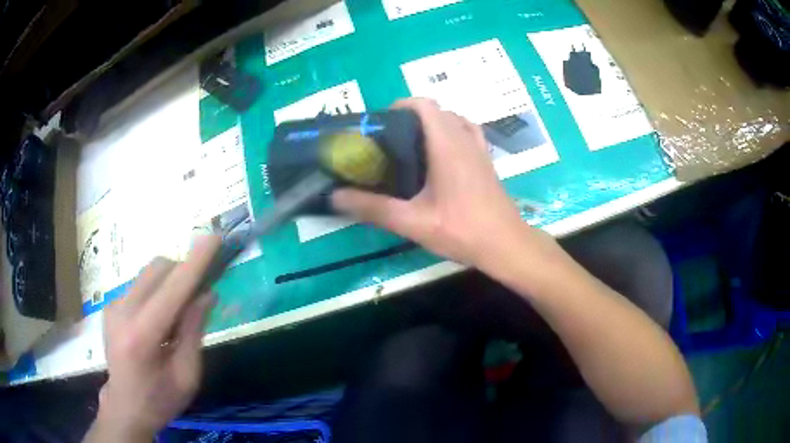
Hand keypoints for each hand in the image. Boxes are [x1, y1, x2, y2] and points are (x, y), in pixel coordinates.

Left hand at [86, 237, 219, 441]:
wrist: (125, 407)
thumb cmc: (160, 400)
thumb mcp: (187, 376)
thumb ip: (194, 332)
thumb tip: (206, 293)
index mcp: (142, 336)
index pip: (172, 290)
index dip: (195, 263)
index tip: (215, 238)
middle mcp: (122, 311)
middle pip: (158, 269)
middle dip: (183, 273)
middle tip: (199, 298)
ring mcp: (113, 305)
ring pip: (149, 273)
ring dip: (170, 283)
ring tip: (176, 317)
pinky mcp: (110, 304)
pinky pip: (140, 284)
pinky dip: (157, 292)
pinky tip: (158, 322)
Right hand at [332, 98, 541, 268]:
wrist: (506, 245)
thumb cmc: (462, 230)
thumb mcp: (413, 222)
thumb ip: (373, 208)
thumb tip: (336, 196)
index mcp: (447, 145)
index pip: (424, 105)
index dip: (401, 105)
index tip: (383, 122)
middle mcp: (465, 139)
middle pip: (438, 110)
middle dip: (412, 116)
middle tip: (391, 140)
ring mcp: (480, 149)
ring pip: (455, 120)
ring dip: (434, 124)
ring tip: (413, 146)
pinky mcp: (487, 162)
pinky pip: (468, 133)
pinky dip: (452, 134)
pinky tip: (441, 158)